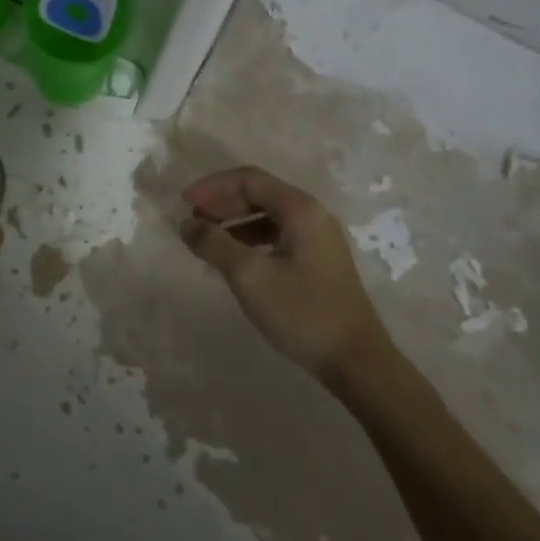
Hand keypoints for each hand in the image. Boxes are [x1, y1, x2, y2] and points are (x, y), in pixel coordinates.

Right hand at [179, 166, 395, 382]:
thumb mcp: (249, 276)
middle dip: (222, 201)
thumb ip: (214, 244)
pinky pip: (278, 234)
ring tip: (207, 238)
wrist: (356, 361)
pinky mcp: (319, 260)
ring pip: (268, 215)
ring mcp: (319, 238)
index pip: (249, 179)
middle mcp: (313, 214)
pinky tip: (234, 258)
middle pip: (260, 193)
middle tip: (192, 219)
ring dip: (234, 221)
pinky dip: (250, 238)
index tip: (184, 202)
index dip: (213, 186)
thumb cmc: (302, 312)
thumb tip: (187, 223)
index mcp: (300, 209)